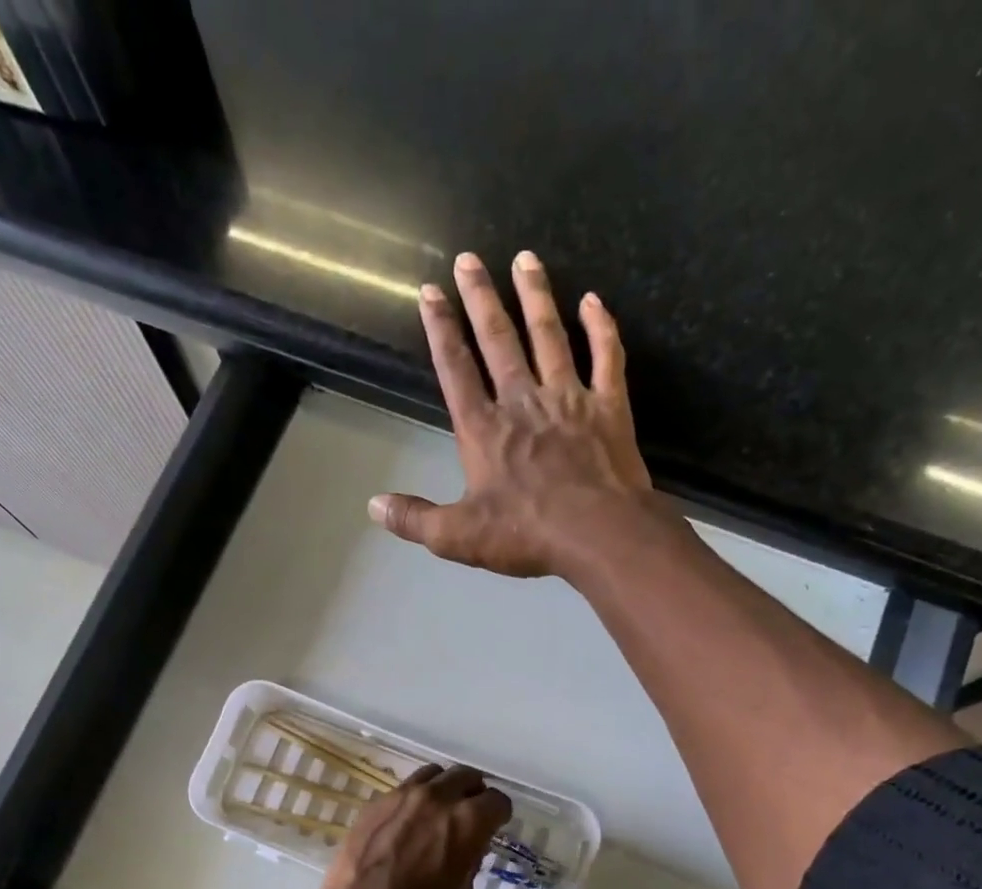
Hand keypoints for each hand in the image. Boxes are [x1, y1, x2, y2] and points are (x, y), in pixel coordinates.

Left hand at [306, 763, 511, 888]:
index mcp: (467, 821)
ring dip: (444, 788)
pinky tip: (409, 822)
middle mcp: (438, 798)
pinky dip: (416, 798)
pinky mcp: (377, 801)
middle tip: (468, 814)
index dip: (498, 816)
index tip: (493, 827)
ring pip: (435, 774)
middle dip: (474, 793)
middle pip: (467, 776)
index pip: (497, 801)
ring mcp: (404, 795)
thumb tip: (470, 844)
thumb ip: (471, 859)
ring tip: (439, 811)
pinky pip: (406, 788)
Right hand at [368, 250, 665, 580]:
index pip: (455, 369)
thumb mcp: (458, 537)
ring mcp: (569, 399)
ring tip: (525, 258)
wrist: (598, 533)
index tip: (430, 292)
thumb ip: (415, 519)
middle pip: (498, 340)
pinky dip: (601, 327)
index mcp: (483, 430)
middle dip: (481, 298)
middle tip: (470, 259)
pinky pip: (606, 357)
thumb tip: (373, 506)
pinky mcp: (609, 407)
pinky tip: (593, 300)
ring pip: (550, 336)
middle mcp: (522, 401)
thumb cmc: (526, 534)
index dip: (441, 330)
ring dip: (535, 296)